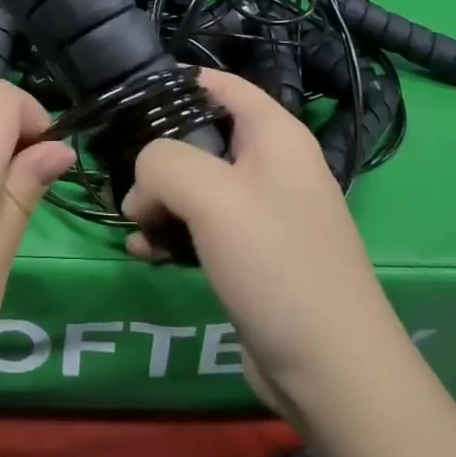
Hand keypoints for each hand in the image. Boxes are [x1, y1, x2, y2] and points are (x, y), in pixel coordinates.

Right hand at [121, 69, 409, 417]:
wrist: (332, 373)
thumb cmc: (275, 262)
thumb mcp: (210, 196)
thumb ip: (163, 162)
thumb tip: (141, 182)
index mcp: (275, 133)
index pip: (220, 83)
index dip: (175, 83)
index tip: (128, 100)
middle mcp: (273, 164)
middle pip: (202, 135)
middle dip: (158, 155)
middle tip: (122, 176)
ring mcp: (265, 212)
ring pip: (197, 186)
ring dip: (160, 200)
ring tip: (132, 224)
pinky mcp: (255, 256)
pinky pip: (204, 228)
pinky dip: (173, 233)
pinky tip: (145, 253)